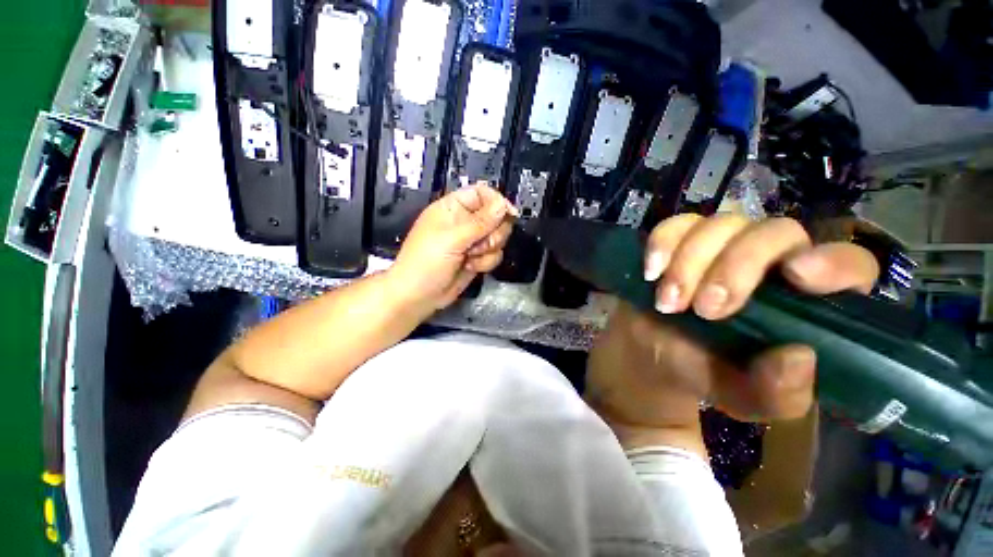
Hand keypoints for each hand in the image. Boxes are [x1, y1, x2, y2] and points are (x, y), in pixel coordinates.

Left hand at [390, 183, 516, 310]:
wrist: (418, 296)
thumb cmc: (426, 262)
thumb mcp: (452, 239)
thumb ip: (480, 222)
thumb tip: (503, 205)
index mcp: (453, 208)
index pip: (481, 194)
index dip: (497, 202)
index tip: (509, 215)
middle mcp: (464, 222)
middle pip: (495, 216)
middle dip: (493, 232)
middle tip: (482, 243)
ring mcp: (472, 241)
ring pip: (498, 237)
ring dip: (488, 250)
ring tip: (470, 257)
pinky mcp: (477, 258)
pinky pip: (495, 254)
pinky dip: (486, 262)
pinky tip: (470, 266)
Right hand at [586, 214, 879, 451]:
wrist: (652, 355)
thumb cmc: (705, 373)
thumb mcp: (745, 399)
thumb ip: (777, 392)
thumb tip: (799, 356)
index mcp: (806, 301)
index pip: (848, 264)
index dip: (832, 262)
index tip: (797, 275)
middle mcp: (772, 262)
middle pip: (775, 232)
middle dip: (736, 267)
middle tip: (706, 309)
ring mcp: (722, 246)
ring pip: (720, 224)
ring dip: (689, 264)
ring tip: (669, 304)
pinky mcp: (679, 242)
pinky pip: (675, 225)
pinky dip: (662, 245)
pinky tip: (651, 273)